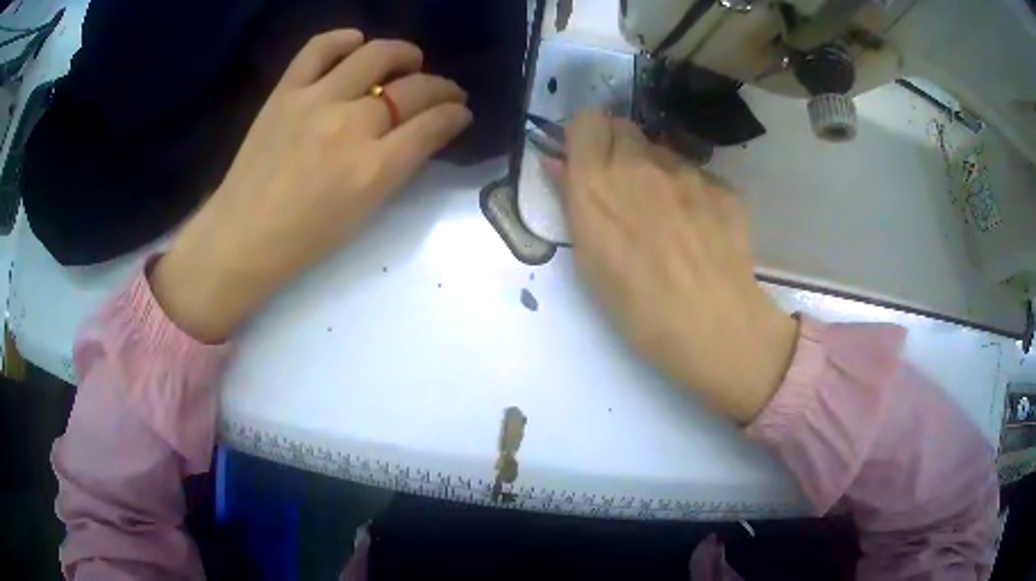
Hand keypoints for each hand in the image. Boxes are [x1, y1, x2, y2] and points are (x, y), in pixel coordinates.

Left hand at [150, 30, 471, 341]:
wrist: (243, 235)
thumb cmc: (305, 238)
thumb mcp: (364, 211)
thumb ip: (398, 167)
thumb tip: (424, 131)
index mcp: (373, 169)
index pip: (432, 124)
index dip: (455, 114)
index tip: (460, 112)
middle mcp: (351, 126)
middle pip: (413, 88)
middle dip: (442, 88)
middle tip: (446, 92)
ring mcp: (315, 101)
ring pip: (376, 55)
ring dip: (404, 54)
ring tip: (410, 60)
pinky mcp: (285, 91)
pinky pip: (320, 48)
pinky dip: (343, 39)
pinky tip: (356, 44)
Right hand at [552, 112, 797, 422]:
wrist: (715, 328)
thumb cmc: (639, 309)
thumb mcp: (589, 261)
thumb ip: (572, 201)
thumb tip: (558, 163)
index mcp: (598, 184)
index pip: (586, 121)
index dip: (585, 137)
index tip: (587, 160)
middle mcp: (641, 165)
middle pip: (624, 126)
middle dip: (618, 147)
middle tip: (625, 188)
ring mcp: (687, 172)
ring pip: (662, 151)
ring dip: (656, 170)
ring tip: (669, 218)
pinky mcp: (722, 186)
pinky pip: (697, 176)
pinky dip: (692, 192)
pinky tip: (700, 230)